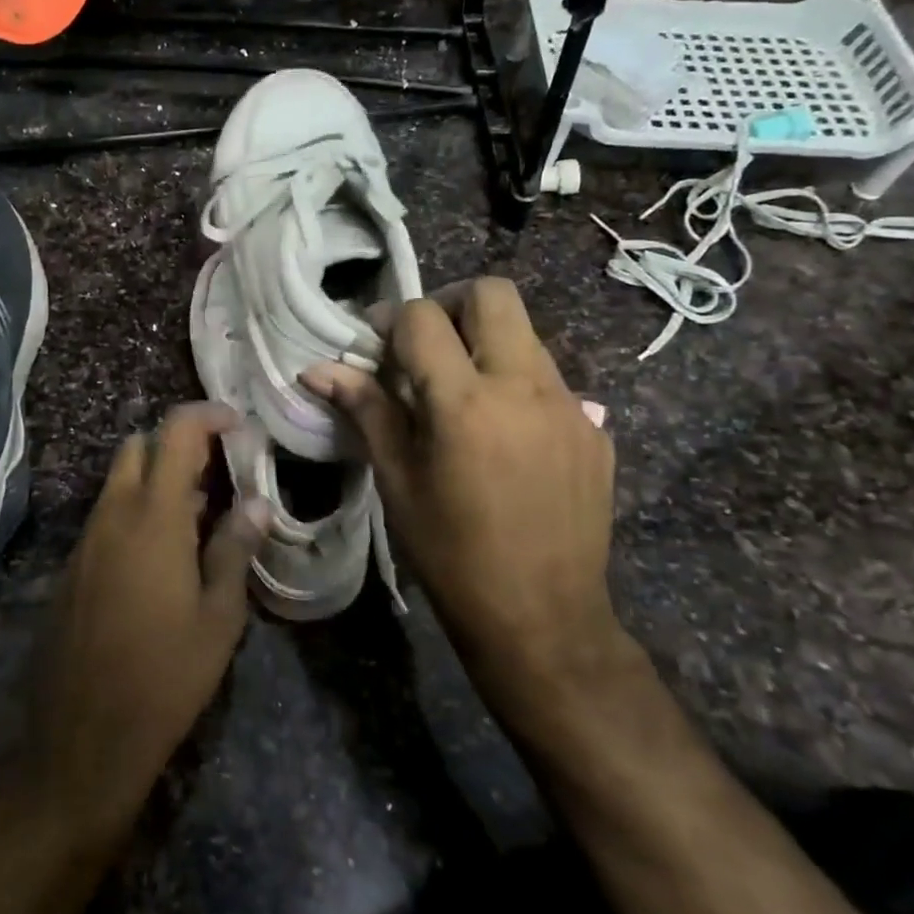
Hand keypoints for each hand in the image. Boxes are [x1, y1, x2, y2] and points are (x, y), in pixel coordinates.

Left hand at [6, 402, 267, 842]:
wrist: (81, 737)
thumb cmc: (165, 677)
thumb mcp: (218, 617)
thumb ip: (235, 548)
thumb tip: (257, 502)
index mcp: (153, 516)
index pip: (175, 433)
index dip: (207, 415)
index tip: (237, 423)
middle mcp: (112, 514)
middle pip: (138, 447)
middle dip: (177, 445)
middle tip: (217, 473)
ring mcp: (86, 539)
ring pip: (119, 480)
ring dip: (156, 479)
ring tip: (198, 517)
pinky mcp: (72, 565)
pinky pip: (106, 515)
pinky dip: (135, 510)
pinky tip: (162, 554)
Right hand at [303, 278, 621, 689]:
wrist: (543, 618)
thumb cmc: (450, 552)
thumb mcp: (397, 480)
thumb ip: (366, 410)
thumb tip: (318, 368)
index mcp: (464, 401)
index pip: (422, 317)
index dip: (391, 320)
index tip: (376, 345)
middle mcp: (523, 387)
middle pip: (492, 294)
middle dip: (450, 303)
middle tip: (427, 344)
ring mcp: (569, 405)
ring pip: (526, 333)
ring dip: (486, 341)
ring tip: (461, 391)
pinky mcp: (595, 429)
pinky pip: (550, 379)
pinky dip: (516, 383)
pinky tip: (502, 434)